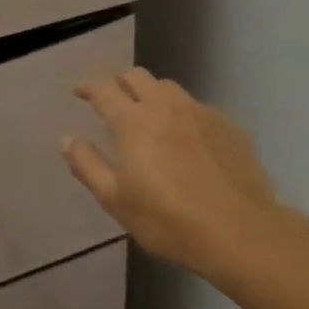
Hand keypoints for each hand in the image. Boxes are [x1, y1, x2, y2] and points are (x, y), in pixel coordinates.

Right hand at [64, 67, 284, 282]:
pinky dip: (183, 114)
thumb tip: (67, 139)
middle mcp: (163, 106)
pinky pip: (198, 108)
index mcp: (131, 120)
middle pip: (136, 76)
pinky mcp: (229, 127)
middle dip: (119, 81)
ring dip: (152, 93)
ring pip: (168, 87)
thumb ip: (87, 165)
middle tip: (112, 99)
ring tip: (149, 114)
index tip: (80, 93)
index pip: (102, 87)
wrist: (242, 233)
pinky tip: (188, 138)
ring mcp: (199, 113)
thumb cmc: (168, 219)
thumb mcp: (115, 199)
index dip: (87, 86)